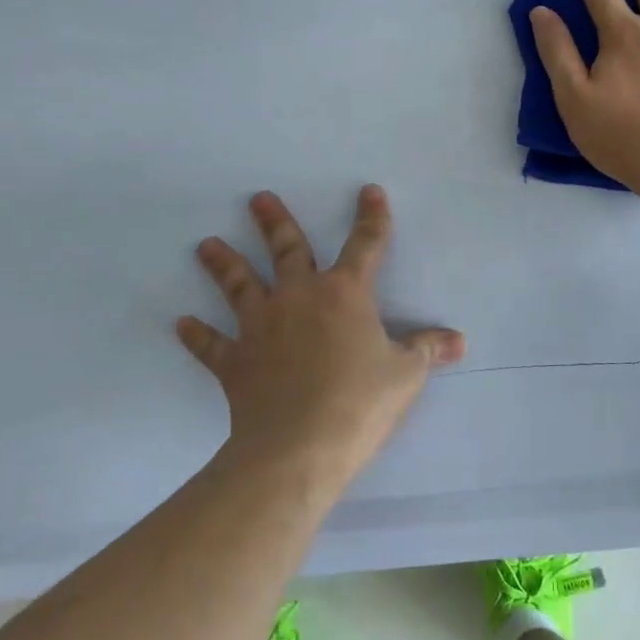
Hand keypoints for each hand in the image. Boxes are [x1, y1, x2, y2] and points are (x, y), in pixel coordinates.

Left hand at [177, 186, 464, 485]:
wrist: (299, 448)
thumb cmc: (360, 403)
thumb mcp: (406, 375)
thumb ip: (428, 351)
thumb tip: (458, 340)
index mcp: (345, 294)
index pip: (366, 245)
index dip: (372, 217)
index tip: (369, 191)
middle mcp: (299, 298)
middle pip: (287, 250)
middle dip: (274, 222)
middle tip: (257, 198)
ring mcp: (261, 327)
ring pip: (240, 285)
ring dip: (224, 264)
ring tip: (206, 245)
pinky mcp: (235, 361)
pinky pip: (212, 345)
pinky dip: (197, 335)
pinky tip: (181, 323)